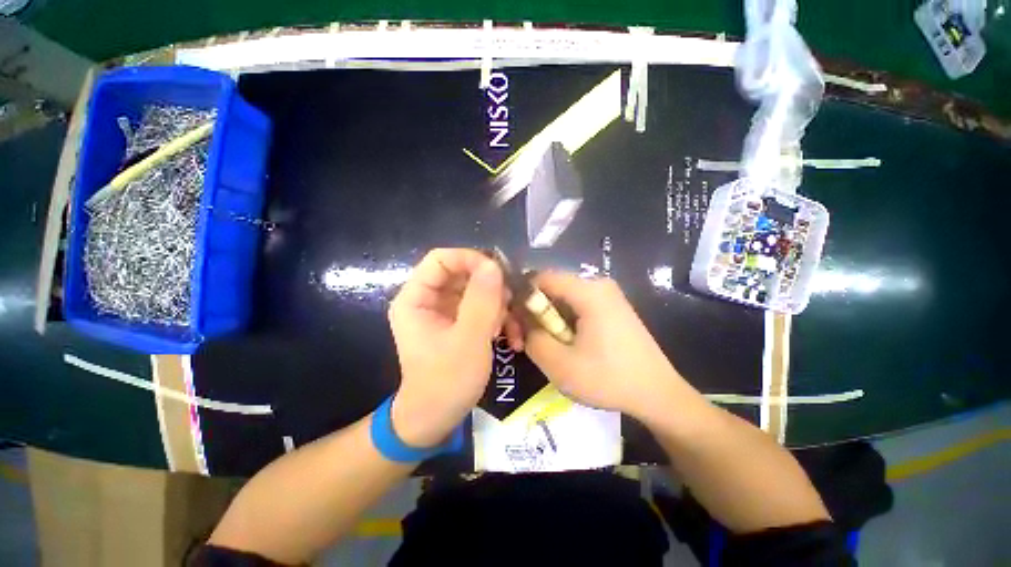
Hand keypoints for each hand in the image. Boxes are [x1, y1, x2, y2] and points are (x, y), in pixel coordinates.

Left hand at [387, 248, 511, 447]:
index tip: (498, 274)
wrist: (438, 418)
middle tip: (509, 306)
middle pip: (463, 273)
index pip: (441, 259)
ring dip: (499, 306)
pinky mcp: (460, 322)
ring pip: (477, 290)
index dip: (470, 259)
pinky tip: (510, 337)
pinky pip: (482, 308)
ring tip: (509, 329)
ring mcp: (445, 311)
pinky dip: (498, 318)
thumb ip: (481, 301)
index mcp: (416, 299)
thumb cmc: (446, 382)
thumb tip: (494, 265)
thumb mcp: (468, 340)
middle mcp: (429, 299)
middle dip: (490, 288)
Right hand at [522, 271, 689, 418]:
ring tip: (541, 349)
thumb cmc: (609, 379)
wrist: (658, 395)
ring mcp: (606, 296)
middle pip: (550, 289)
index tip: (512, 323)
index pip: (541, 277)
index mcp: (588, 291)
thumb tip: (523, 322)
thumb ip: (531, 337)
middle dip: (532, 314)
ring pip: (561, 300)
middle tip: (522, 343)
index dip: (520, 296)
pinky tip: (561, 345)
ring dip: (546, 322)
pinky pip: (575, 308)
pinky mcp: (609, 308)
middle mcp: (598, 285)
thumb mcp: (559, 364)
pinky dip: (561, 324)